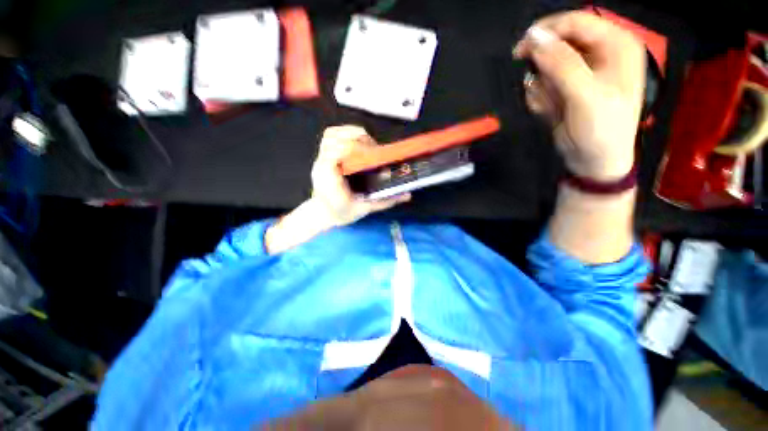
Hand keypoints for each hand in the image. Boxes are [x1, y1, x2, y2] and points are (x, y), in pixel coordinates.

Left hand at [265, 126, 409, 253]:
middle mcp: (322, 164)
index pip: (338, 152)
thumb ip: (385, 201)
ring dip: (351, 133)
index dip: (357, 148)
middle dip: (357, 139)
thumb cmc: (341, 213)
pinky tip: (358, 141)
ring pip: (331, 135)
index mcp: (329, 178)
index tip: (375, 155)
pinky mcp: (323, 155)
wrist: (323, 214)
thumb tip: (407, 194)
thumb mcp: (364, 210)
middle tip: (374, 150)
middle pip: (334, 138)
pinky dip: (345, 133)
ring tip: (368, 143)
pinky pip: (330, 136)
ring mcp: (320, 158)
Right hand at [513, 11, 645, 180]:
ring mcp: (582, 71)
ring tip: (551, 105)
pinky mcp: (567, 87)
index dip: (546, 32)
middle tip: (537, 84)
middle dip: (543, 66)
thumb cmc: (601, 128)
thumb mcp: (585, 95)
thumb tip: (533, 39)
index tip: (520, 51)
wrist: (594, 161)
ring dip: (542, 86)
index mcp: (615, 45)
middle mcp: (599, 52)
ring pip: (547, 66)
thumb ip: (561, 64)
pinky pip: (543, 83)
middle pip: (559, 42)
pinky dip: (540, 97)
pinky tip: (549, 111)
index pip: (576, 22)